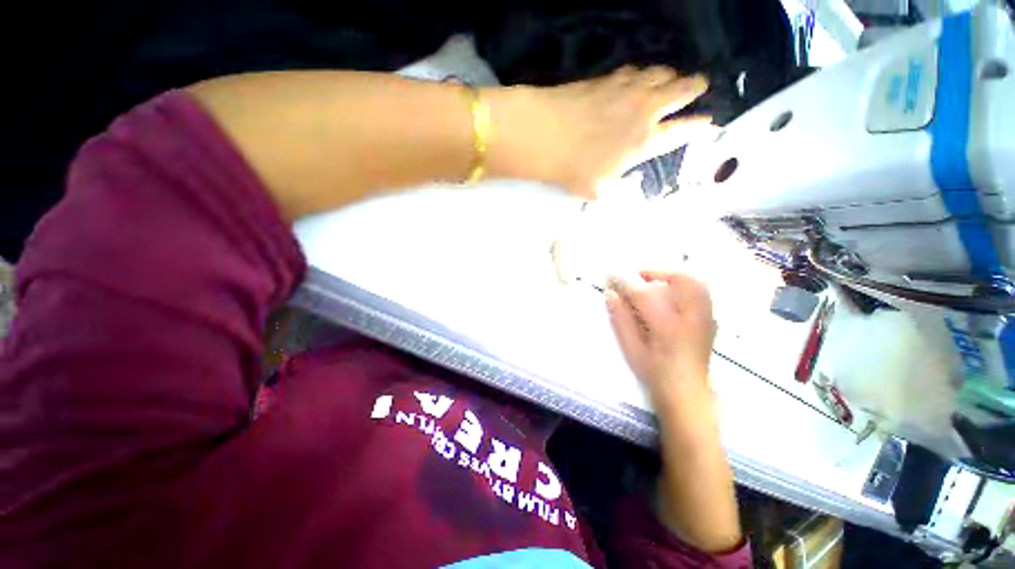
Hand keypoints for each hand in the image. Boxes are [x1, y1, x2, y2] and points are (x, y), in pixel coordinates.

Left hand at [490, 67, 712, 198]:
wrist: (547, 135)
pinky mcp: (610, 78)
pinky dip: (644, 74)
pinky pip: (637, 69)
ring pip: (663, 73)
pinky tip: (639, 80)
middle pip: (683, 90)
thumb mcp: (598, 192)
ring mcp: (629, 89)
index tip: (709, 122)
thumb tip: (634, 186)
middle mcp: (646, 110)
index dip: (701, 125)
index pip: (685, 130)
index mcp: (647, 141)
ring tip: (672, 81)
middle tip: (699, 88)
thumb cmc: (574, 169)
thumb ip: (620, 192)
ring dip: (672, 77)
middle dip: (696, 88)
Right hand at [605, 270, 716, 403]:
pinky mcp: (710, 319)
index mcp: (667, 327)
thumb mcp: (631, 349)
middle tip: (636, 277)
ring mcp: (705, 317)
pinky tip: (668, 294)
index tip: (610, 273)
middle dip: (655, 271)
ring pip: (694, 281)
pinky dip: (682, 284)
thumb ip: (620, 319)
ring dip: (670, 275)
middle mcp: (691, 317)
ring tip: (652, 282)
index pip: (643, 293)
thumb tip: (610, 293)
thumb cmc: (655, 373)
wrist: (688, 393)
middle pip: (680, 278)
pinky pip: (700, 291)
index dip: (625, 280)